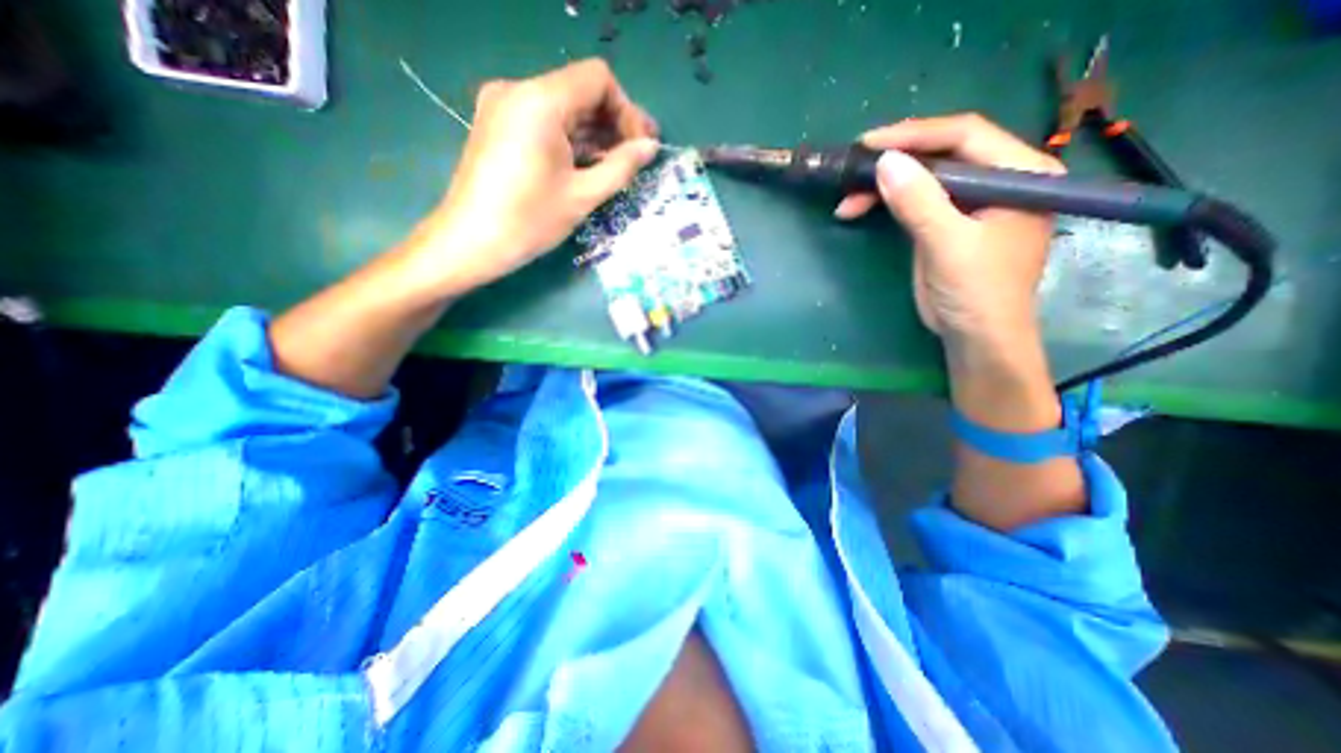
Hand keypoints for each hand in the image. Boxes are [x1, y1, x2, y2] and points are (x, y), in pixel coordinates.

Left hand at [412, 57, 658, 295]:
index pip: (597, 79)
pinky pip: (545, 121)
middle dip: (613, 122)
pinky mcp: (498, 124)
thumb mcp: (583, 195)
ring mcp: (504, 106)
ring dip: (593, 133)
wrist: (471, 241)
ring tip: (617, 165)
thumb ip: (621, 166)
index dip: (626, 110)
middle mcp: (518, 90)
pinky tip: (587, 164)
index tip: (639, 147)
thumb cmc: (529, 221)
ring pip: (563, 107)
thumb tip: (650, 147)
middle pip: (580, 91)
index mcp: (540, 101)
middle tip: (637, 156)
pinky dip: (570, 139)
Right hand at [837, 111, 1064, 345]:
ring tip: (847, 199)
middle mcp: (998, 179)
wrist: (975, 337)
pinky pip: (913, 201)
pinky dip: (885, 204)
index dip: (915, 135)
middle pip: (940, 154)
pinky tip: (859, 209)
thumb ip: (920, 202)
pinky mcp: (946, 222)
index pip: (965, 136)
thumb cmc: (976, 292)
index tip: (869, 144)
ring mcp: (970, 202)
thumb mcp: (949, 245)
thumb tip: (884, 162)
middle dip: (893, 162)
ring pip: (922, 178)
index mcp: (1020, 173)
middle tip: (851, 171)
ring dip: (882, 186)